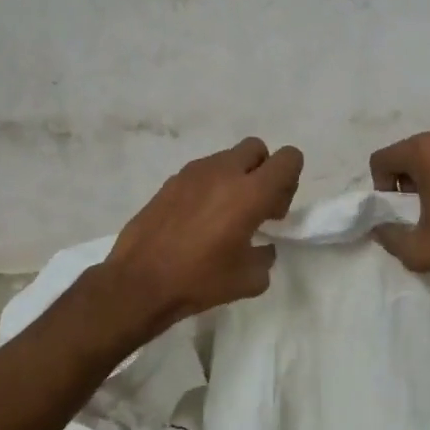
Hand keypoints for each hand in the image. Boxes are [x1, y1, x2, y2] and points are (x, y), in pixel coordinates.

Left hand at [100, 136, 303, 334]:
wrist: (139, 281)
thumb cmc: (199, 280)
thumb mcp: (249, 280)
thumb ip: (266, 257)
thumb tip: (262, 247)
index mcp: (251, 192)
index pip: (289, 158)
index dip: (290, 179)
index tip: (274, 210)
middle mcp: (224, 172)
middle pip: (257, 148)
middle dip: (262, 171)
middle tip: (254, 208)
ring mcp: (194, 172)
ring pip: (227, 158)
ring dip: (235, 178)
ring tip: (222, 217)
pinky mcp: (171, 180)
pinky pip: (202, 172)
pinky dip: (209, 187)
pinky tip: (197, 220)